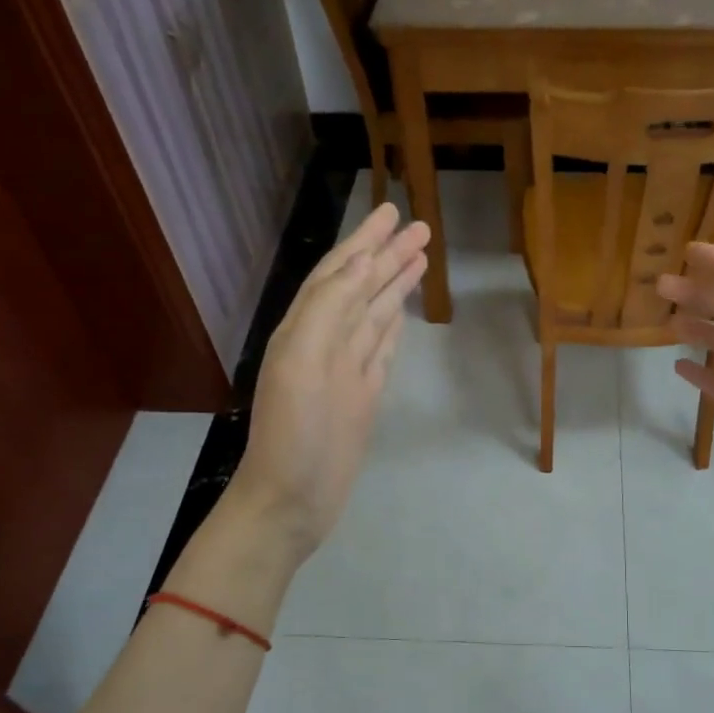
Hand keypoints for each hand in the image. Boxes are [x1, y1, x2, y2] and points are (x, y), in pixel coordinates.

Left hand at [232, 204, 428, 555]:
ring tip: (421, 257)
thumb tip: (362, 263)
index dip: (364, 242)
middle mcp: (325, 342)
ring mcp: (346, 370)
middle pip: (361, 288)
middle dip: (387, 255)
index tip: (393, 212)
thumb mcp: (303, 362)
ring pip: (374, 314)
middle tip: (420, 227)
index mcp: (305, 328)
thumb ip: (329, 309)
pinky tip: (402, 311)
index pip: (339, 272)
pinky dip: (392, 326)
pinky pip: (380, 349)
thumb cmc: (294, 433)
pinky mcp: (363, 396)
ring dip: (394, 285)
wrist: (292, 500)